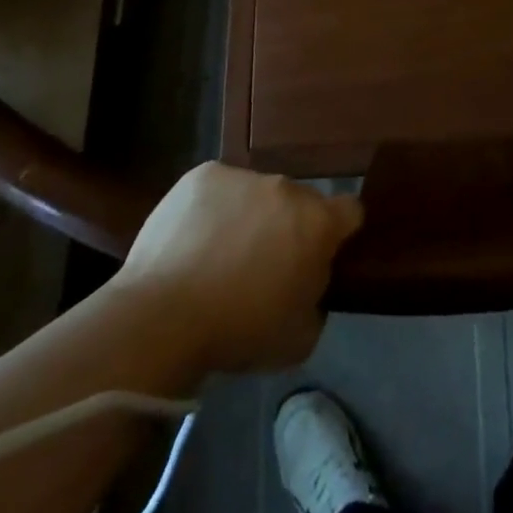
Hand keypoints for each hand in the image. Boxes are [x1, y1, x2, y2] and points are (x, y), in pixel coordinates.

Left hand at [117, 163, 362, 374]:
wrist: (162, 318)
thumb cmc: (239, 332)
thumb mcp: (300, 337)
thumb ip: (316, 299)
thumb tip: (307, 282)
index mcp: (318, 222)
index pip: (350, 211)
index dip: (339, 233)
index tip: (321, 255)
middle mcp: (286, 188)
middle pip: (299, 202)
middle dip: (289, 226)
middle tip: (263, 263)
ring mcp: (243, 176)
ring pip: (257, 193)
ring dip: (250, 215)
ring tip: (220, 253)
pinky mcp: (202, 175)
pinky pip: (219, 188)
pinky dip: (213, 208)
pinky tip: (194, 240)